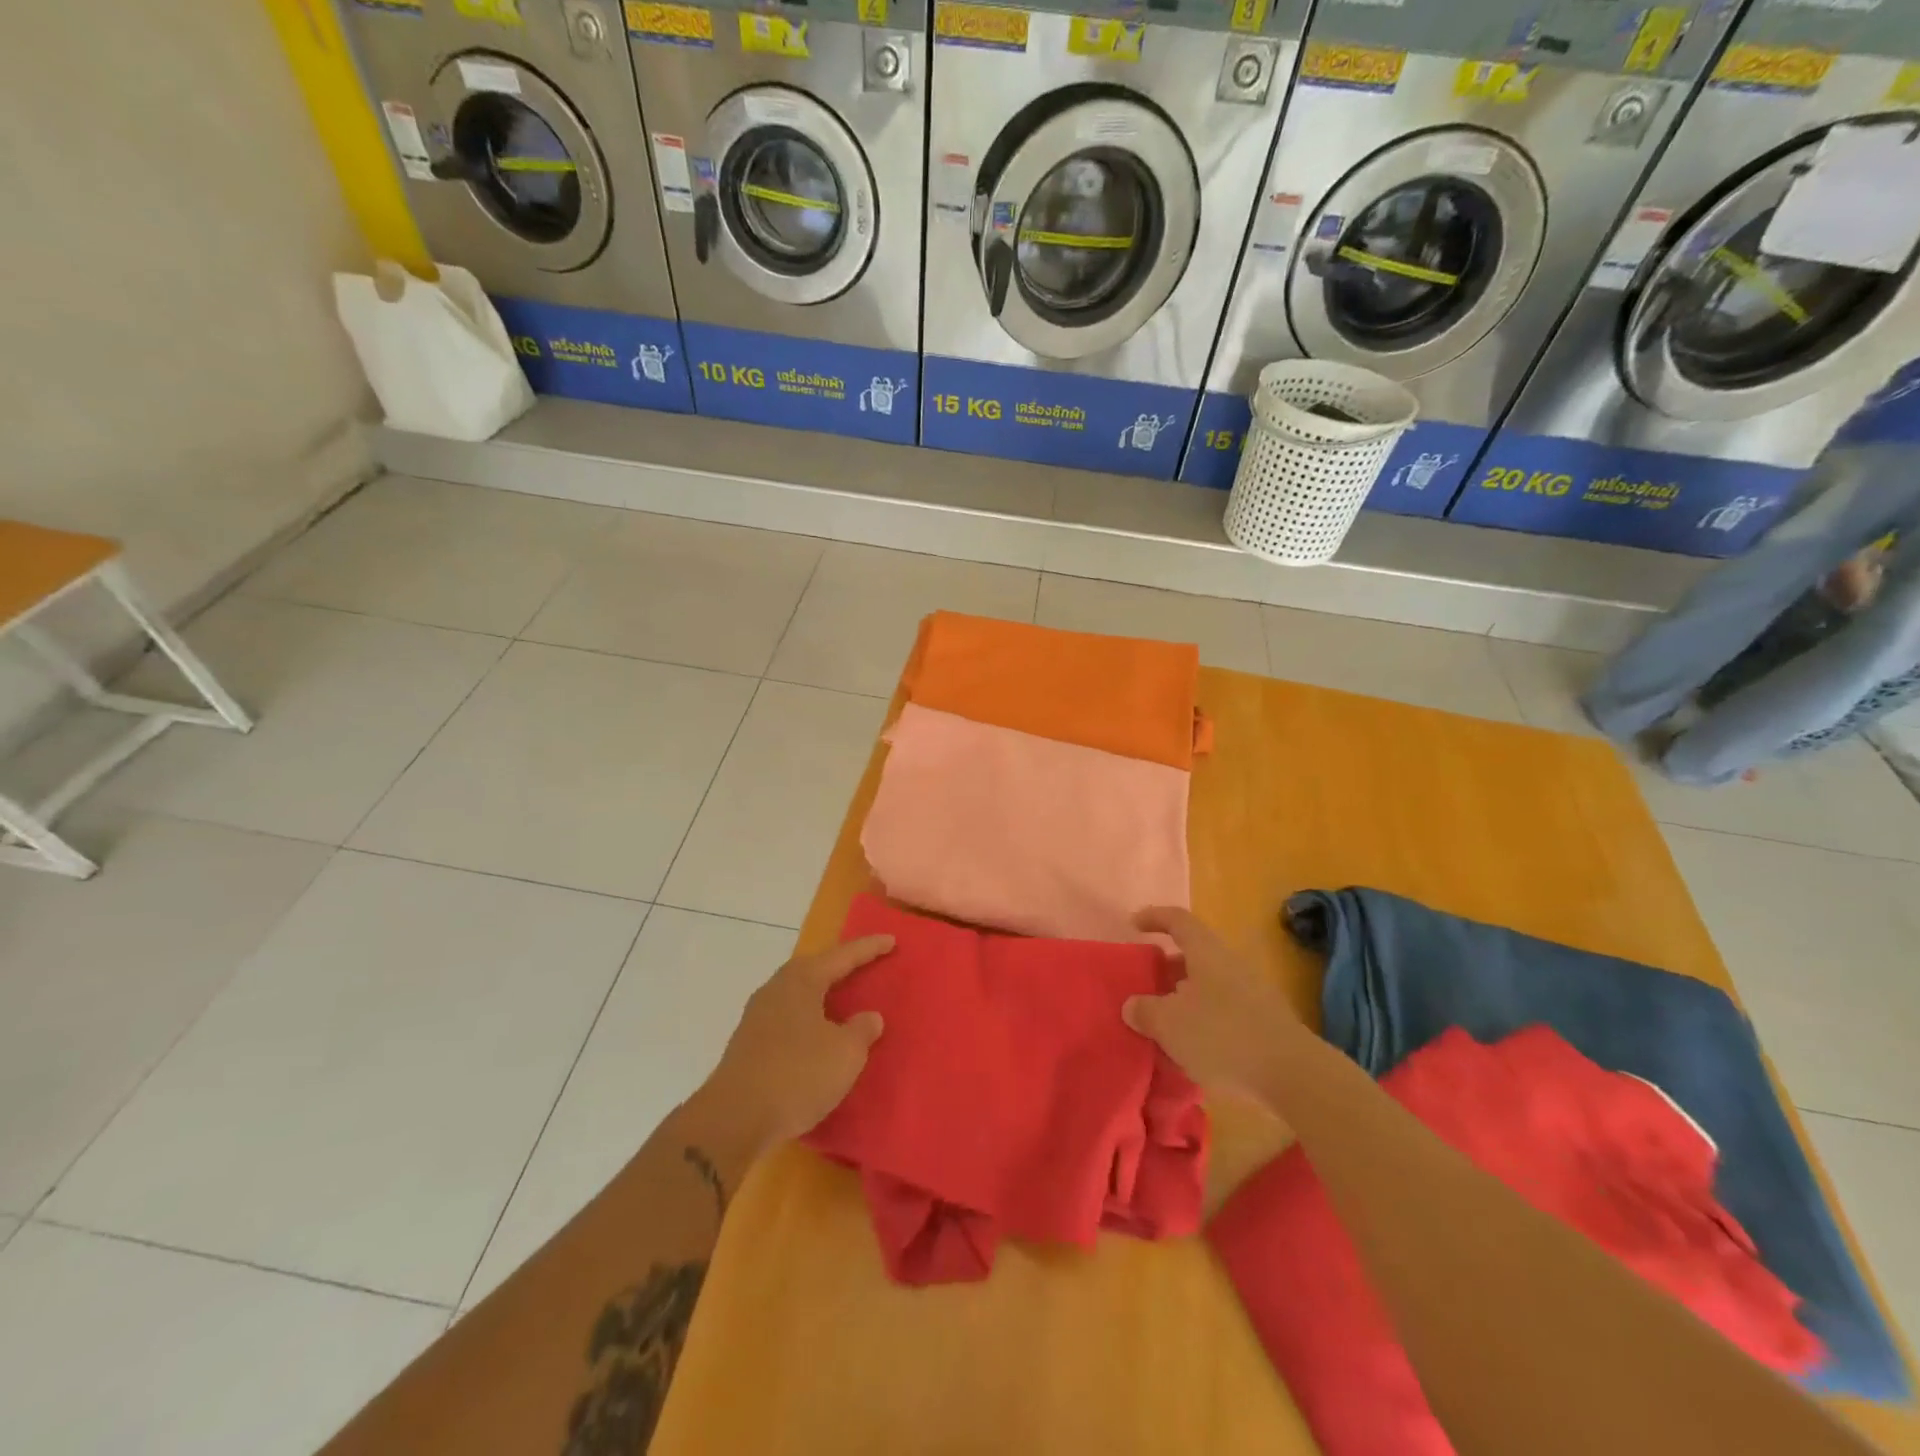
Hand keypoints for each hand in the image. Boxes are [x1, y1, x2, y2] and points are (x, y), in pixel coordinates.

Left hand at [703, 935, 892, 1154]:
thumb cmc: (797, 1075)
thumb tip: (868, 1017)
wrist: (733, 1119)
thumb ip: (862, 1030)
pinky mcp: (748, 1043)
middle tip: (865, 964)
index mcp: (802, 980)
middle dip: (840, 966)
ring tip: (842, 998)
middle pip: (814, 968)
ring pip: (798, 993)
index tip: (891, 940)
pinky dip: (808, 1018)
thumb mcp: (845, 1054)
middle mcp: (776, 988)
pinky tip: (816, 1034)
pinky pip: (788, 1017)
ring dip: (822, 993)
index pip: (843, 956)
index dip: (869, 948)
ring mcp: (757, 1016)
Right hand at [1122, 907, 1302, 1101]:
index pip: (1178, 920)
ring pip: (1208, 985)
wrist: (1293, 1074)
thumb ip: (1145, 1011)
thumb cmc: (1222, 1035)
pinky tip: (1192, 1048)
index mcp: (1206, 952)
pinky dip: (1203, 1020)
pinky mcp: (1264, 1022)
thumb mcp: (1169, 1024)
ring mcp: (1252, 993)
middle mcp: (1230, 964)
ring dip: (1184, 997)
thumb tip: (1133, 1005)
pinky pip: (1224, 1010)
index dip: (1154, 917)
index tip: (1134, 925)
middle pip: (1194, 954)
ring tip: (1164, 1021)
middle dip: (1167, 966)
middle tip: (1145, 983)